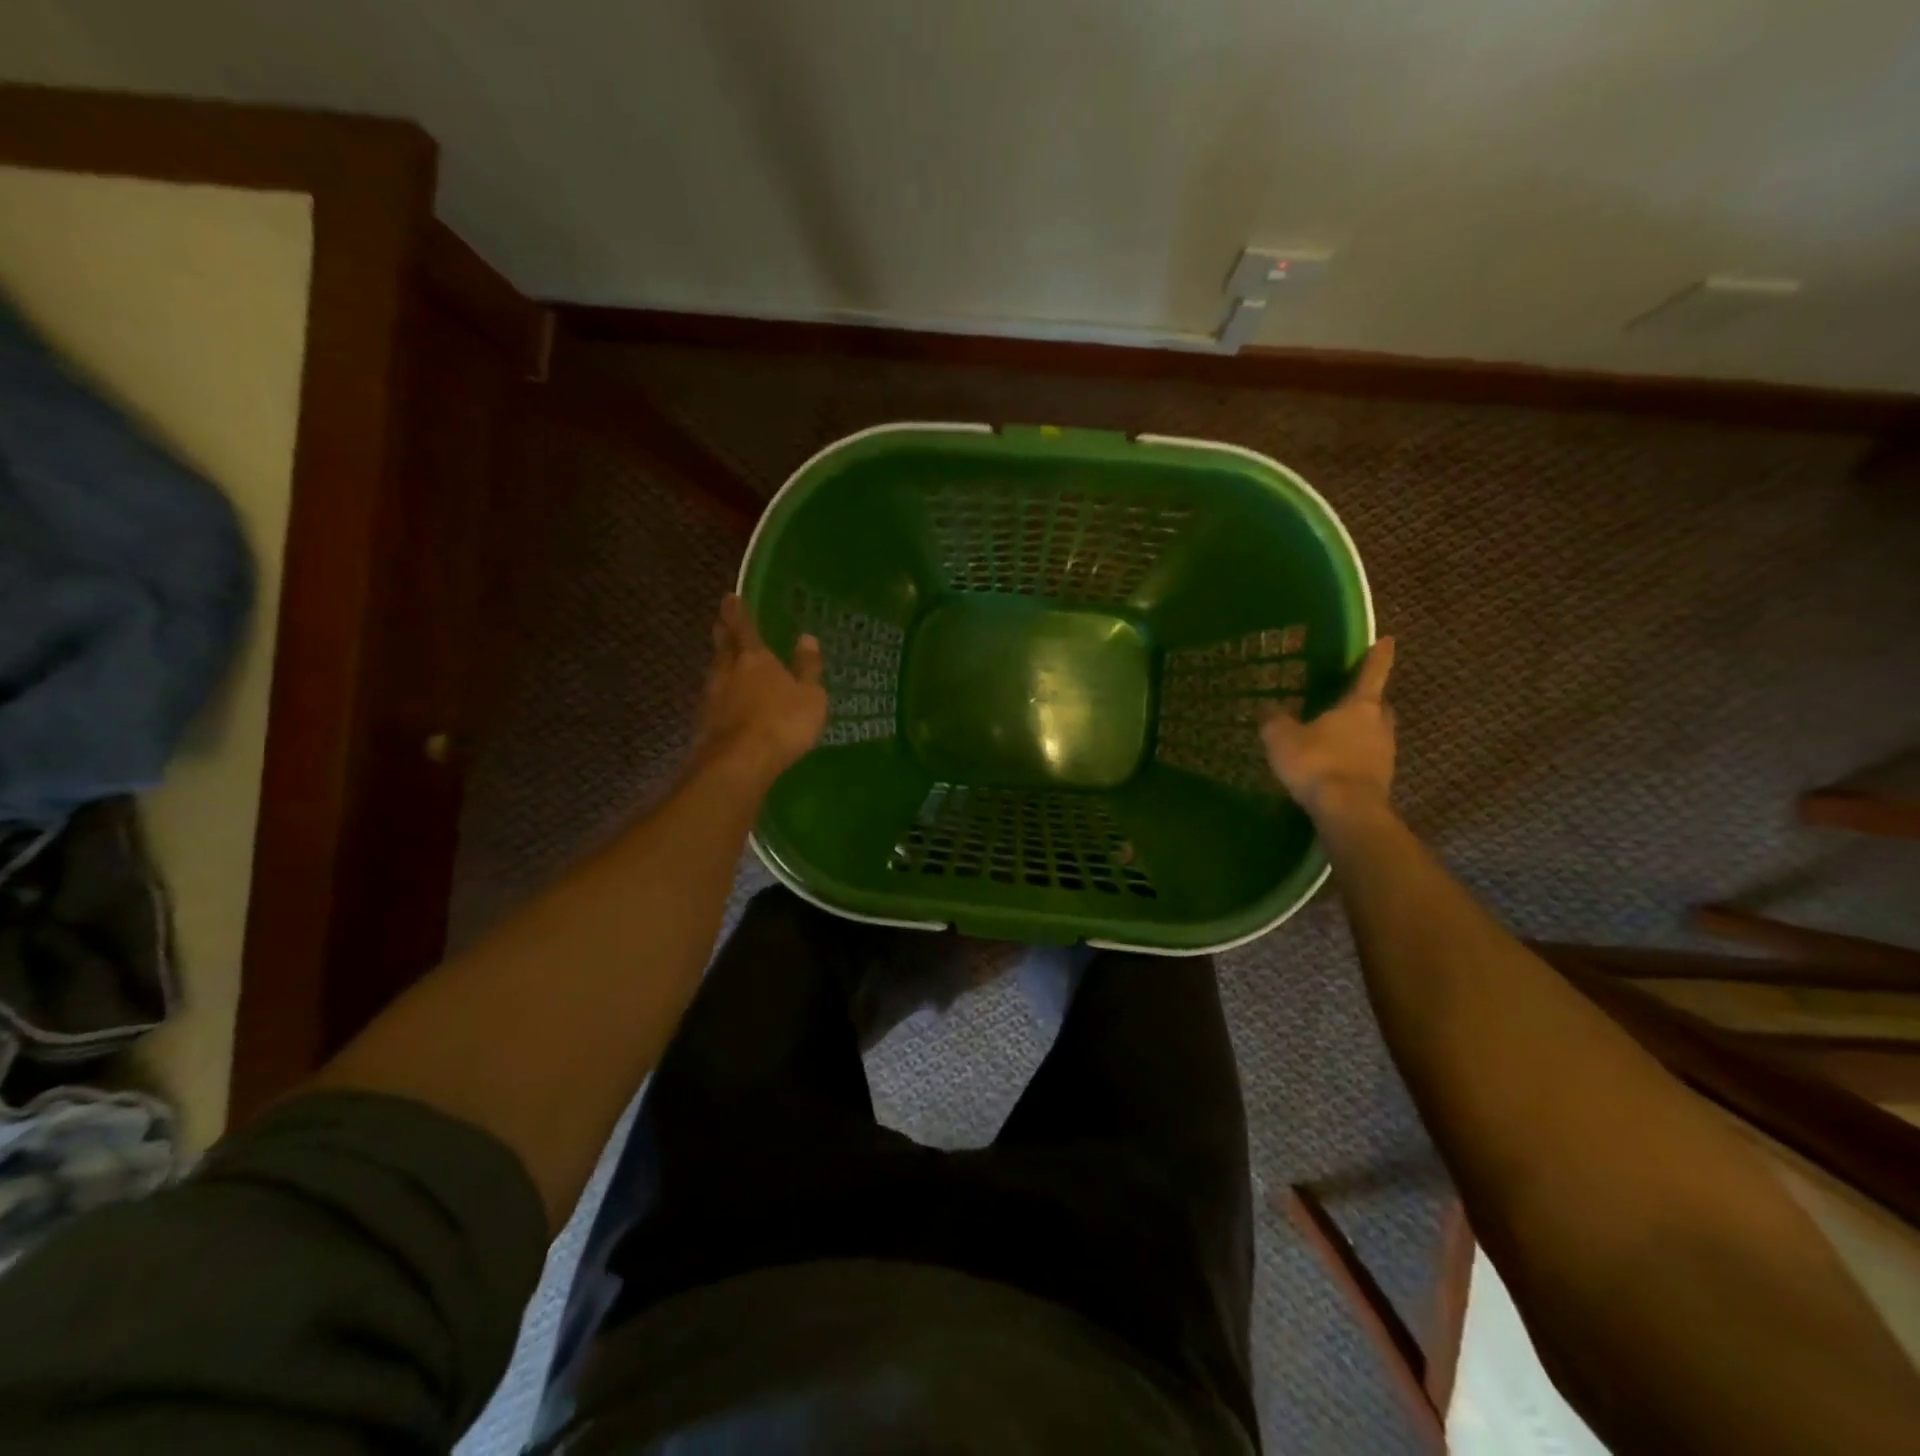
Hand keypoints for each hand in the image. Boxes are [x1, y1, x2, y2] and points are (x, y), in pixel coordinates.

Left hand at [694, 595, 827, 781]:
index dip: (737, 611)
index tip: (730, 597)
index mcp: (755, 658)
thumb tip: (807, 637)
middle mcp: (728, 671)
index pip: (743, 627)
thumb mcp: (810, 696)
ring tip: (725, 660)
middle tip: (721, 621)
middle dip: (723, 631)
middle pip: (722, 645)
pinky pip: (714, 699)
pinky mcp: (705, 723)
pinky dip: (720, 693)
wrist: (739, 763)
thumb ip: (808, 668)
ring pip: (715, 671)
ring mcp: (712, 698)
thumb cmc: (782, 722)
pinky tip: (725, 700)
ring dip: (720, 663)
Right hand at [1259, 637, 1395, 821]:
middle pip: (1378, 705)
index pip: (1372, 672)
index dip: (1378, 655)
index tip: (1387, 640)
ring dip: (1360, 730)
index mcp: (1360, 706)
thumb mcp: (1282, 738)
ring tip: (1336, 733)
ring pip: (1375, 732)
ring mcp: (1385, 753)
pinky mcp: (1381, 780)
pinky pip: (1368, 758)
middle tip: (1351, 696)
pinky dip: (1355, 756)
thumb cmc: (1317, 763)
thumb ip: (1274, 720)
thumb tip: (1266, 708)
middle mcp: (1379, 725)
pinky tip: (1335, 763)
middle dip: (1367, 699)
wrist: (1347, 810)